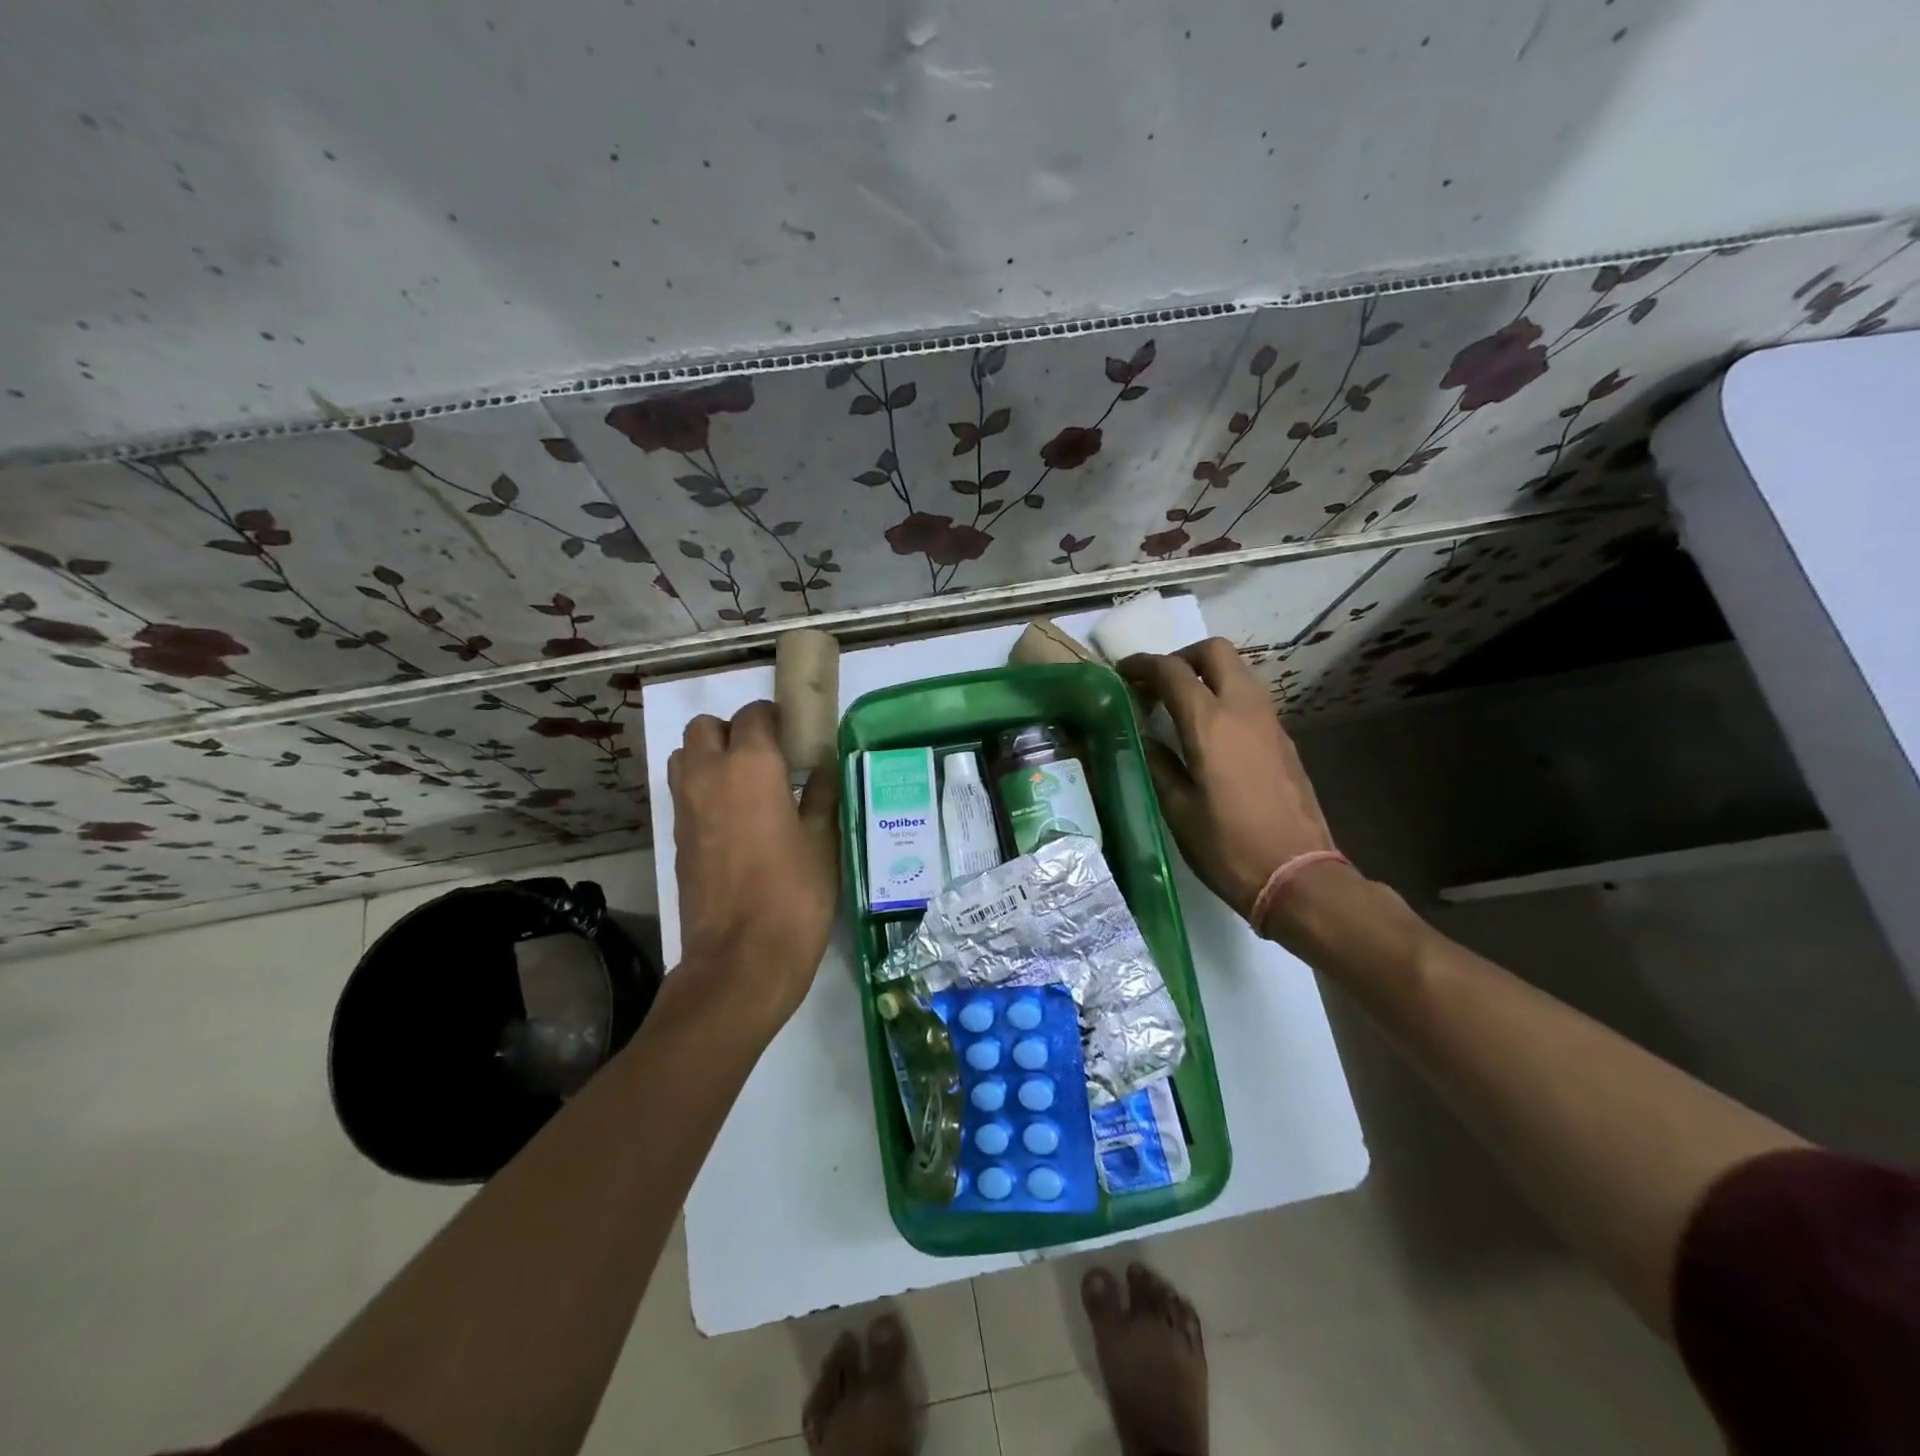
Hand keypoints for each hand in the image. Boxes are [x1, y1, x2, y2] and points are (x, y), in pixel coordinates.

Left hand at [668, 700, 839, 1027]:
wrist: (742, 959)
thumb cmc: (795, 893)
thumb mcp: (824, 840)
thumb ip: (821, 795)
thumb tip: (822, 769)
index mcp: (750, 765)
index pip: (754, 715)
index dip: (775, 719)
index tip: (796, 736)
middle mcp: (709, 774)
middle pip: (706, 727)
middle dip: (733, 731)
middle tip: (767, 758)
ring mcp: (685, 806)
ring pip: (685, 756)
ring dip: (710, 757)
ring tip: (746, 785)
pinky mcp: (676, 837)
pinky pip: (684, 792)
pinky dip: (703, 790)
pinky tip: (736, 819)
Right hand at [1120, 639, 1338, 929]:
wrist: (1297, 876)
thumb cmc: (1227, 846)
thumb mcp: (1178, 810)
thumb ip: (1158, 765)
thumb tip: (1145, 739)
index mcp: (1210, 724)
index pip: (1172, 671)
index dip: (1143, 664)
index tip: (1123, 672)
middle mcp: (1243, 710)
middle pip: (1214, 652)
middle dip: (1181, 657)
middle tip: (1158, 684)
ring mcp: (1270, 722)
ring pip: (1238, 671)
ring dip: (1206, 675)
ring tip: (1181, 707)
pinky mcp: (1284, 740)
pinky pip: (1251, 698)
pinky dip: (1226, 697)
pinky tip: (1211, 732)